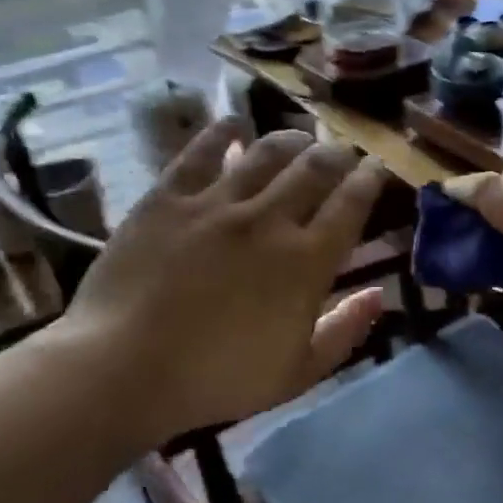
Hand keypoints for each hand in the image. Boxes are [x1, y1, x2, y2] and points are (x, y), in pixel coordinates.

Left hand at [44, 123, 388, 446]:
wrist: (123, 370)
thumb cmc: (217, 378)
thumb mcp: (298, 372)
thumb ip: (345, 331)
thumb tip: (379, 295)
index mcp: (306, 261)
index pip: (351, 204)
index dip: (370, 179)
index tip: (377, 168)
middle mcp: (269, 220)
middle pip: (315, 167)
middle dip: (337, 153)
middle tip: (342, 152)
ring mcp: (216, 203)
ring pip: (266, 152)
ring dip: (291, 140)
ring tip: (298, 139)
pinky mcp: (168, 198)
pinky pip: (201, 152)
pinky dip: (223, 132)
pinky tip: (234, 124)